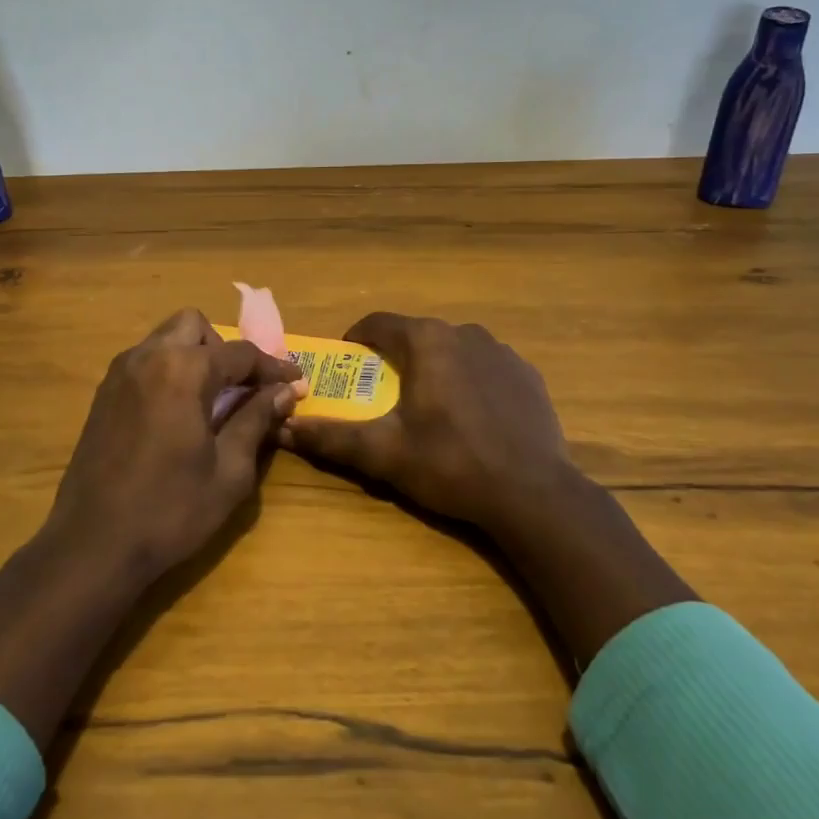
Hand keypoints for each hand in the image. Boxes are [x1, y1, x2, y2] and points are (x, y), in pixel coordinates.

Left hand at [44, 308, 300, 586]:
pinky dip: (169, 371)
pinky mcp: (103, 394)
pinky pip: (145, 361)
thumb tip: (284, 391)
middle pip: (195, 326)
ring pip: (166, 339)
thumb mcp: (229, 471)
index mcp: (183, 370)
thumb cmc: (170, 510)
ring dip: (195, 356)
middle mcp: (148, 357)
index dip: (273, 367)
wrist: (92, 545)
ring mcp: (120, 373)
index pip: (240, 353)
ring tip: (213, 400)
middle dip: (224, 349)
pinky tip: (179, 413)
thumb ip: (256, 419)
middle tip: (242, 387)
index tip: (296, 382)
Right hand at [278, 313, 582, 532]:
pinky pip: (486, 367)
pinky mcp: (527, 374)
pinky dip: (470, 381)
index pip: (378, 323)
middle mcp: (465, 332)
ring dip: (435, 368)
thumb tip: (284, 427)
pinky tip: (473, 418)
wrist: (534, 494)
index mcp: (427, 341)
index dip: (356, 341)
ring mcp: (501, 351)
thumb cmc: (451, 464)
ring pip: (453, 350)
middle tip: (384, 395)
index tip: (347, 365)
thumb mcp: (384, 454)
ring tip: (430, 408)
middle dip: (396, 359)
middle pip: (416, 336)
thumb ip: (332, 436)